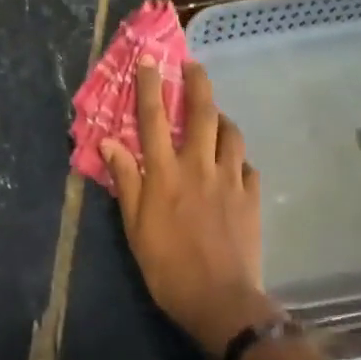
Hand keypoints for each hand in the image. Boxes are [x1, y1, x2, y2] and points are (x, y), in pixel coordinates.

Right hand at [100, 60, 280, 358]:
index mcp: (165, 173)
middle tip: (194, 66)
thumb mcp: (135, 227)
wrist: (219, 299)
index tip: (150, 60)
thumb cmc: (167, 267)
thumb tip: (109, 142)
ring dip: (222, 118)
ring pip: (230, 134)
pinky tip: (233, 165)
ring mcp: (230, 179)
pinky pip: (247, 166)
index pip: (153, 119)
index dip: (150, 86)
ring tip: (216, 117)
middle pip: (202, 113)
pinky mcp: (251, 196)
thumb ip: (126, 181)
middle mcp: (199, 166)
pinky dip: (237, 158)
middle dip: (198, 83)